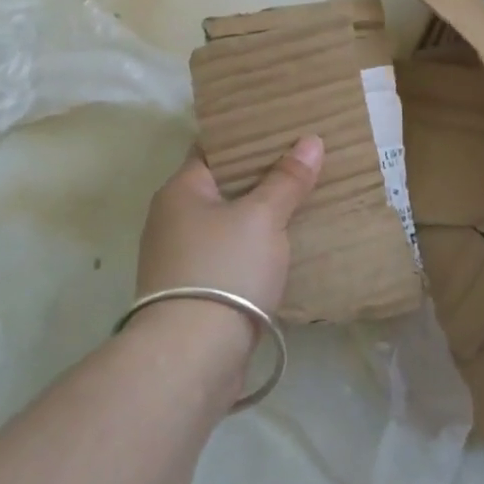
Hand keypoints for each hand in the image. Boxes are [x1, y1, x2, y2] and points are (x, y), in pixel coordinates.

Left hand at [135, 136, 324, 316]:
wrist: (192, 356)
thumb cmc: (224, 269)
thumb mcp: (262, 217)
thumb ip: (286, 180)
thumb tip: (310, 140)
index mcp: (180, 190)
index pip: (214, 148)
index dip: (248, 136)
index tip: (283, 127)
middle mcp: (173, 219)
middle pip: (223, 185)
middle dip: (261, 175)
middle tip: (304, 159)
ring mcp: (182, 258)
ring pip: (228, 222)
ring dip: (260, 213)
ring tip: (303, 197)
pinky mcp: (196, 291)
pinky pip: (231, 254)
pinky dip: (255, 245)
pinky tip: (287, 244)